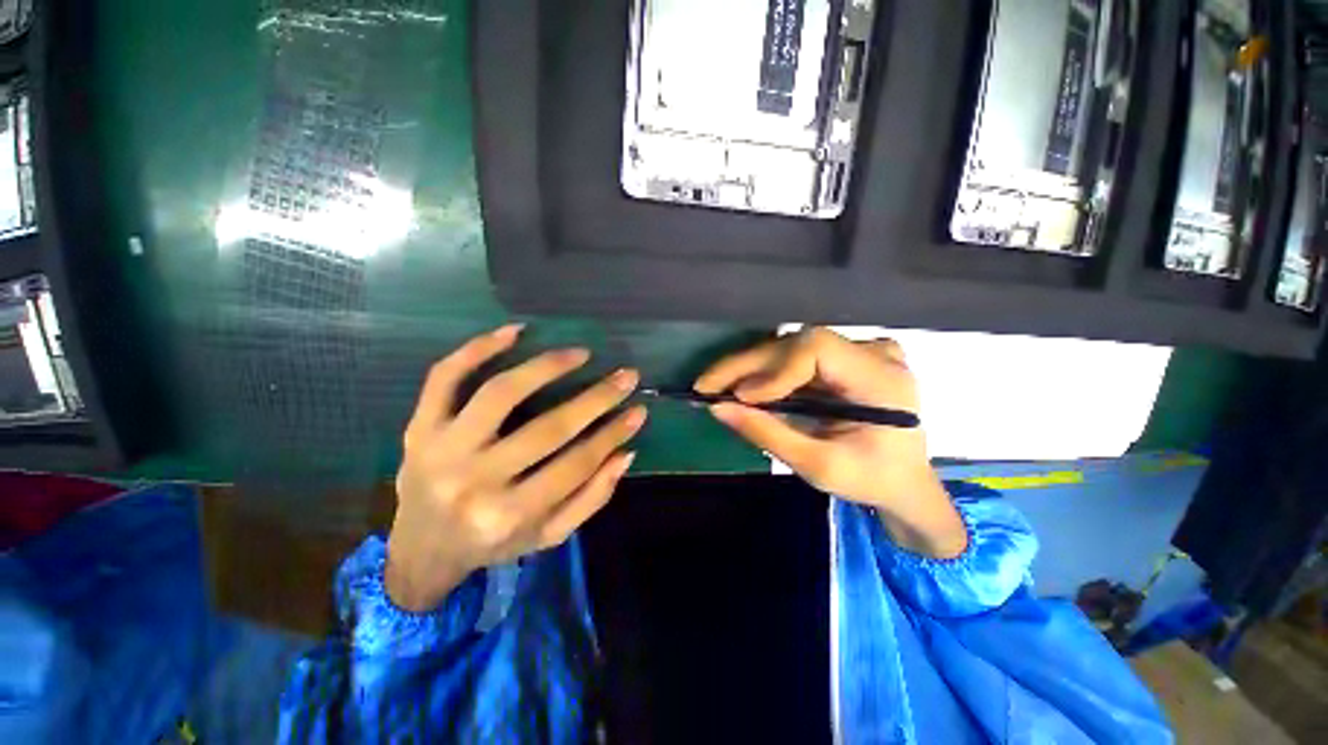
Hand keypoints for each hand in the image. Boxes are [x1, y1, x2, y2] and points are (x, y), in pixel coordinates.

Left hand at [387, 325, 646, 611]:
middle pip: (548, 428)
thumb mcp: (548, 535)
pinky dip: (479, 348)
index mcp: (509, 515)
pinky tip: (515, 331)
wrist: (420, 550)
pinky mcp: (421, 426)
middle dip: (597, 398)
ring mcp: (441, 448)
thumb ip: (591, 498)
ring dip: (547, 366)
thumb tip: (625, 452)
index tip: (638, 410)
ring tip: (580, 353)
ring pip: (500, 393)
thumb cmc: (492, 543)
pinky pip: (445, 377)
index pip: (576, 464)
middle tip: (626, 376)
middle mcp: (475, 481)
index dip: (613, 434)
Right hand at [695, 327, 966, 558]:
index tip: (742, 398)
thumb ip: (767, 434)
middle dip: (748, 366)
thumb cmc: (871, 480)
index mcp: (882, 380)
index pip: (818, 349)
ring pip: (792, 348)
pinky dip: (766, 373)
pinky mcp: (846, 357)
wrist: (905, 482)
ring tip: (718, 388)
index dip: (774, 369)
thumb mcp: (819, 467)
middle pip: (798, 344)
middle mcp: (874, 354)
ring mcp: (860, 351)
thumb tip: (717, 408)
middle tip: (706, 385)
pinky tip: (744, 387)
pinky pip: (797, 357)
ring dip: (751, 369)